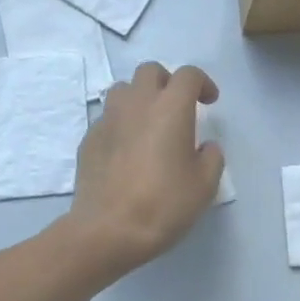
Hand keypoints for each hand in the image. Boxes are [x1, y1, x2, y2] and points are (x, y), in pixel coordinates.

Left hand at [66, 63, 224, 274]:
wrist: (107, 229)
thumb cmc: (163, 204)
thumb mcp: (204, 186)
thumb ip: (211, 158)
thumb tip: (204, 147)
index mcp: (170, 108)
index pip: (188, 75)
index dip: (202, 83)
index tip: (209, 102)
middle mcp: (137, 103)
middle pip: (150, 71)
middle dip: (167, 82)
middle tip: (177, 107)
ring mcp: (107, 119)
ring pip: (123, 90)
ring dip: (139, 98)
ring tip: (149, 124)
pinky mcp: (88, 139)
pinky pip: (107, 118)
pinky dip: (121, 124)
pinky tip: (127, 151)